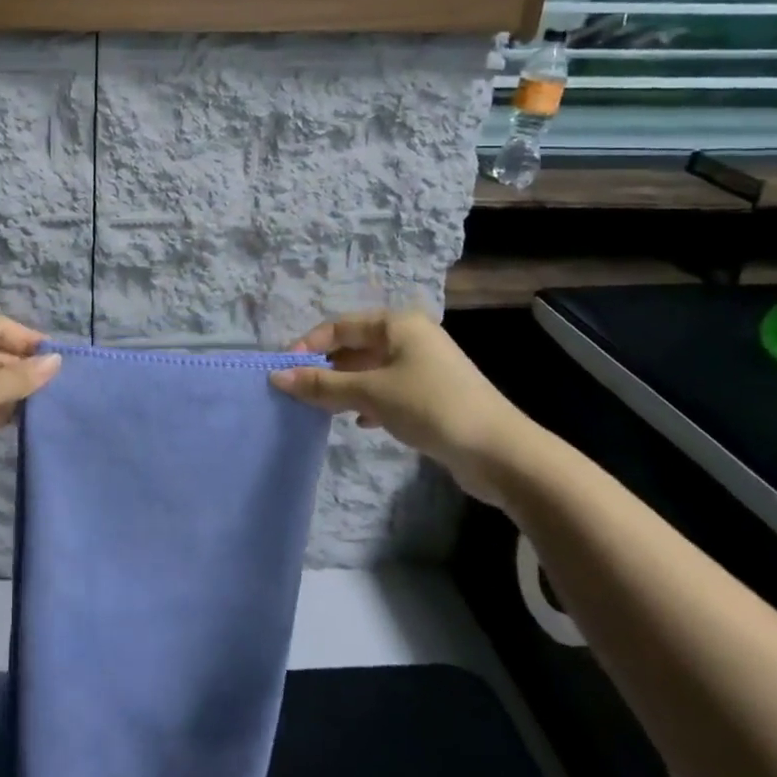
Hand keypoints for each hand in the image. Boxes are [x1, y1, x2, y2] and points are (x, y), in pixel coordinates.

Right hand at [269, 309, 533, 505]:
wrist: (499, 452)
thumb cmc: (431, 407)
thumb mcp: (370, 393)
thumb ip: (322, 385)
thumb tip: (277, 377)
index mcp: (398, 324)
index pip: (340, 326)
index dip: (309, 345)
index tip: (285, 371)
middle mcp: (410, 338)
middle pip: (354, 346)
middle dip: (325, 368)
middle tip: (299, 392)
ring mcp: (423, 367)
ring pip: (369, 370)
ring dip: (344, 387)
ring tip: (321, 408)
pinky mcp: (431, 395)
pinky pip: (386, 390)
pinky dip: (367, 402)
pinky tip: (359, 422)